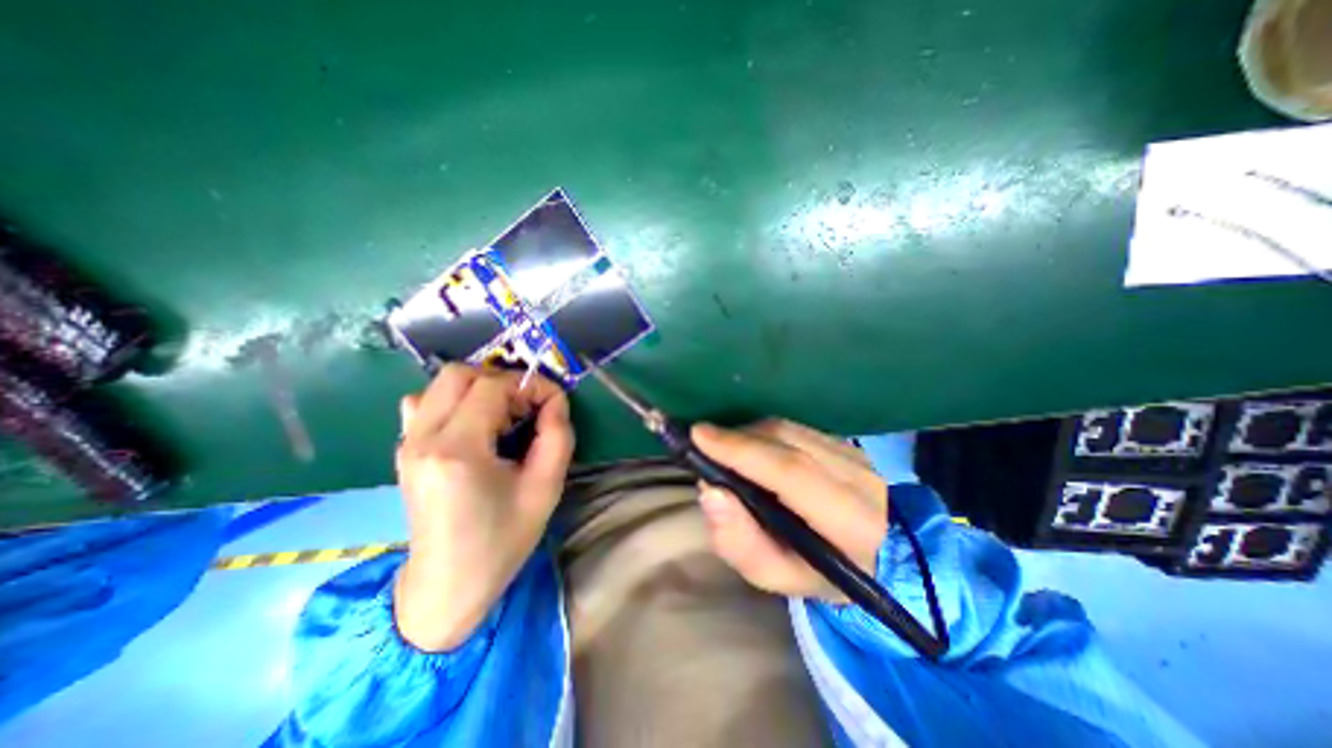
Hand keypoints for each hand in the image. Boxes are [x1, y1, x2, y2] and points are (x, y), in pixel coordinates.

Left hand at [388, 365, 568, 652]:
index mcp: (458, 450)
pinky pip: (425, 403)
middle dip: (503, 381)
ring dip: (479, 388)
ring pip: (441, 384)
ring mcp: (407, 443)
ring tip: (502, 418)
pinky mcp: (405, 450)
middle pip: (460, 374)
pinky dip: (455, 401)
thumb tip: (555, 401)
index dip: (530, 385)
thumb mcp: (545, 488)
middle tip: (525, 409)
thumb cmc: (502, 540)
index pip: (493, 386)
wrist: (447, 585)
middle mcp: (423, 438)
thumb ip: (558, 436)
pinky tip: (473, 427)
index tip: (554, 403)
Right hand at [692, 418, 888, 603]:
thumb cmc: (818, 572)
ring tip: (722, 448)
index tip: (699, 436)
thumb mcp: (777, 575)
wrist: (874, 556)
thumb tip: (710, 491)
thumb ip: (740, 542)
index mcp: (851, 522)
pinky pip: (793, 427)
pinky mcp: (844, 441)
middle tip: (701, 441)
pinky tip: (749, 447)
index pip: (791, 472)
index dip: (742, 450)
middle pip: (786, 441)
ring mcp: (855, 452)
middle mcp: (859, 476)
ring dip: (747, 434)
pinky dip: (762, 433)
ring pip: (788, 429)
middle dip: (736, 438)